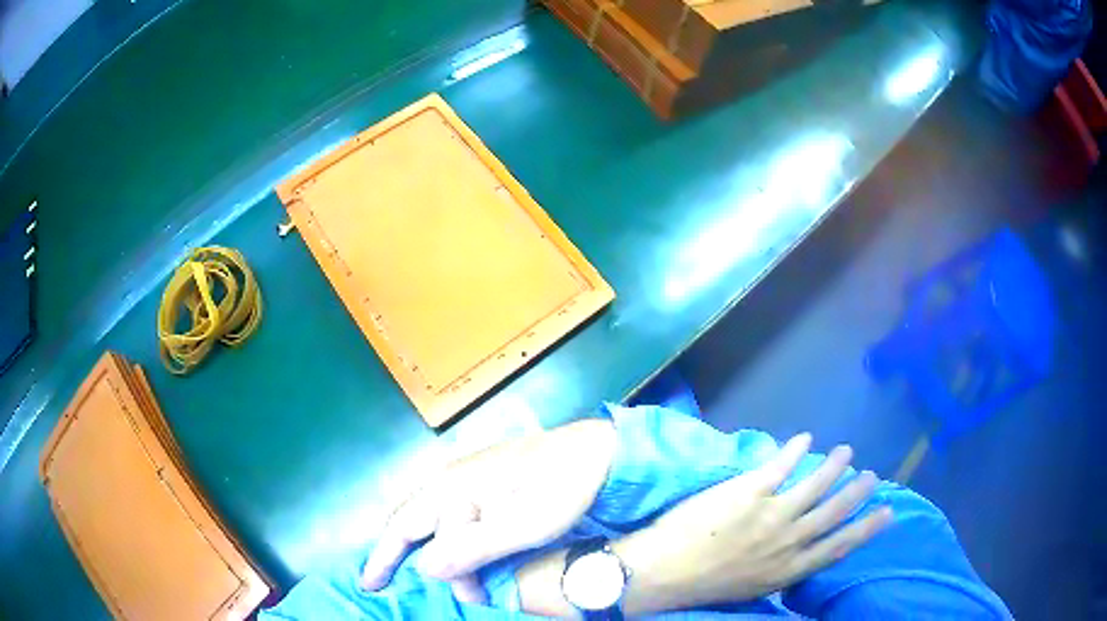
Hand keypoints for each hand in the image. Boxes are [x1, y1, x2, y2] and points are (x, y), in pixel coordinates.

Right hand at [359, 418, 616, 602]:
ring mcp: (467, 478)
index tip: (371, 587)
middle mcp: (450, 479)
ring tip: (451, 582)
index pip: (404, 527)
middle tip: (409, 589)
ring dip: (430, 553)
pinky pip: (449, 515)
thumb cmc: (564, 487)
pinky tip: (455, 554)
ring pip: (430, 520)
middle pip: (409, 521)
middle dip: (400, 556)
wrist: (597, 450)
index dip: (385, 558)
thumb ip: (474, 547)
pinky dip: (445, 539)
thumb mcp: (524, 525)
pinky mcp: (484, 483)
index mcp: (453, 487)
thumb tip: (425, 568)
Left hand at [517, 433, 891, 615]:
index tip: (887, 513)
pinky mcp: (748, 492)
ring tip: (846, 452)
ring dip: (832, 467)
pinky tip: (804, 438)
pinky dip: (793, 451)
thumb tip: (800, 553)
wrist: (664, 571)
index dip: (866, 530)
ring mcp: (770, 514)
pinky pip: (779, 466)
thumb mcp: (753, 587)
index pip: (838, 547)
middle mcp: (788, 541)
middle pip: (833, 513)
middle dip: (856, 494)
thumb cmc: (706, 584)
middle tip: (872, 476)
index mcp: (788, 569)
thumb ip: (781, 570)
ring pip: (814, 486)